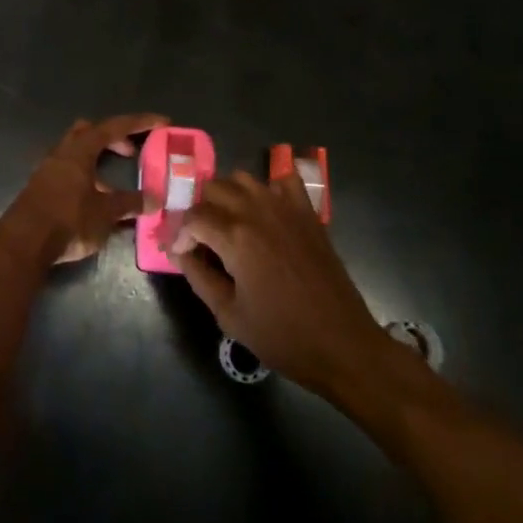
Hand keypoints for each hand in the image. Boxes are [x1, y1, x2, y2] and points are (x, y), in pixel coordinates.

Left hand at [0, 114, 166, 267]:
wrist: (23, 244)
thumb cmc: (68, 220)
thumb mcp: (105, 213)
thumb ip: (130, 204)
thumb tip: (154, 200)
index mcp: (80, 149)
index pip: (114, 126)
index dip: (140, 123)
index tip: (162, 122)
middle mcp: (63, 151)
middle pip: (90, 131)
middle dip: (113, 137)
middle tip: (132, 152)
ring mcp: (49, 168)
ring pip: (77, 151)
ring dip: (99, 159)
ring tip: (116, 183)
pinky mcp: (41, 186)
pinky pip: (69, 170)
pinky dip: (87, 176)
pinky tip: (95, 200)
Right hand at [171, 169, 386, 395]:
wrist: (342, 344)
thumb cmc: (282, 336)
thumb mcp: (229, 315)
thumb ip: (198, 277)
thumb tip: (180, 252)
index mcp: (235, 237)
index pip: (193, 217)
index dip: (180, 234)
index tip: (180, 253)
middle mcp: (257, 211)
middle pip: (214, 188)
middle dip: (200, 210)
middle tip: (202, 239)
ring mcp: (285, 207)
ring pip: (244, 178)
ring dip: (229, 194)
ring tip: (228, 222)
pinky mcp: (307, 212)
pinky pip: (284, 180)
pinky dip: (269, 187)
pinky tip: (265, 210)